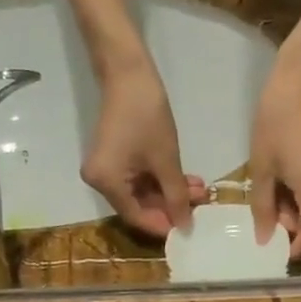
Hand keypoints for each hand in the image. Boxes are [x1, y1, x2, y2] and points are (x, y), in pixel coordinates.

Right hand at [81, 58, 205, 238]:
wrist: (129, 74)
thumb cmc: (147, 116)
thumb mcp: (166, 160)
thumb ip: (176, 196)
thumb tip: (185, 226)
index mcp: (106, 183)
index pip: (136, 217)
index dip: (163, 224)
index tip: (190, 227)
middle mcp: (99, 182)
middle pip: (138, 206)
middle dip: (170, 205)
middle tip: (200, 202)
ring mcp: (106, 170)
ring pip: (141, 192)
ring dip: (169, 191)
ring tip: (198, 188)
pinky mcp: (113, 158)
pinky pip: (137, 178)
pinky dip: (159, 179)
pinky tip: (184, 179)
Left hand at [250, 32, 300, 260]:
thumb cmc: (277, 121)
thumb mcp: (262, 166)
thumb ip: (263, 207)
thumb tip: (265, 240)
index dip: (298, 247)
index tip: (278, 249)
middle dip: (294, 225)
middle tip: (267, 213)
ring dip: (298, 209)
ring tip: (273, 191)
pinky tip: (286, 178)